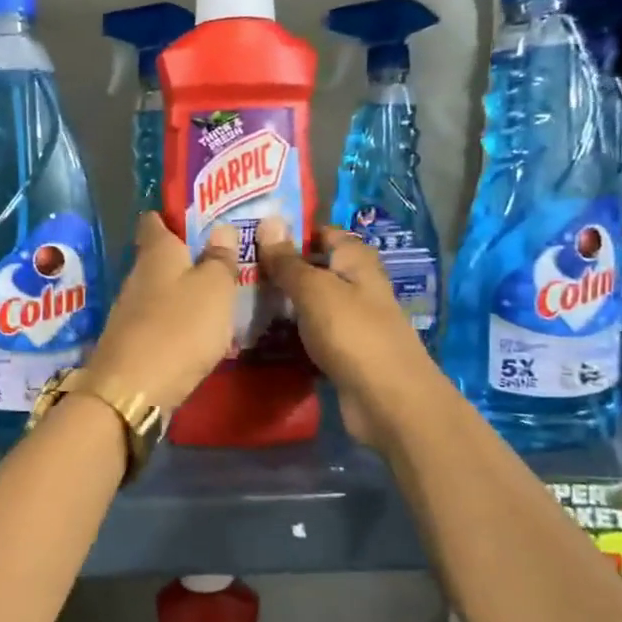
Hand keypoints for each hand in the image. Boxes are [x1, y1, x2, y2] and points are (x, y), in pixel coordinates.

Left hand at [82, 213, 240, 411]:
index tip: (197, 216)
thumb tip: (222, 228)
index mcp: (156, 252)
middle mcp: (137, 275)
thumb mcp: (215, 289)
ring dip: (182, 293)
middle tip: (222, 259)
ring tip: (217, 297)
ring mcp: (129, 311)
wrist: (133, 390)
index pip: (155, 220)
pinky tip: (197, 334)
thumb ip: (220, 259)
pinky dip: (176, 323)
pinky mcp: (130, 342)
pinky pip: (158, 322)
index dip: (173, 215)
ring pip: (159, 291)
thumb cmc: (180, 328)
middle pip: (159, 257)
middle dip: (186, 257)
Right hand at [255, 218, 434, 447]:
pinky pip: (310, 335)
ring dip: (280, 304)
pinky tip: (259, 336)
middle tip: (234, 269)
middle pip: (314, 269)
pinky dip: (289, 335)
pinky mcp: (342, 352)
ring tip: (235, 300)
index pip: (322, 233)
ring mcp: (350, 321)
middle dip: (279, 269)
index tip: (251, 233)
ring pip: (309, 304)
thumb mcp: (314, 290)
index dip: (290, 231)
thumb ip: (288, 260)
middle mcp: (356, 286)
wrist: (387, 400)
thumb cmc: (352, 333)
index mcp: (356, 261)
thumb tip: (268, 221)